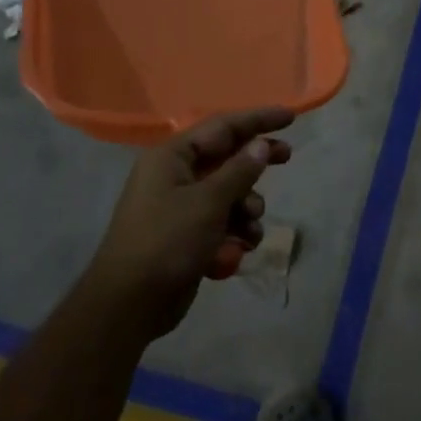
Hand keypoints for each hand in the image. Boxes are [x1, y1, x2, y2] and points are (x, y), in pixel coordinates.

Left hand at [90, 107, 293, 338]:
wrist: (130, 303)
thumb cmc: (168, 241)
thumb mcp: (209, 202)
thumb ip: (240, 171)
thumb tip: (261, 145)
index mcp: (172, 157)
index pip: (222, 127)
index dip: (258, 120)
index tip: (290, 117)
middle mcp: (175, 175)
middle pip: (227, 157)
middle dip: (256, 163)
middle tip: (287, 156)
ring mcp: (180, 206)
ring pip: (229, 193)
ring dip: (247, 207)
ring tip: (251, 227)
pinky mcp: (187, 235)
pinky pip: (221, 221)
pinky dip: (235, 232)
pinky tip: (239, 250)